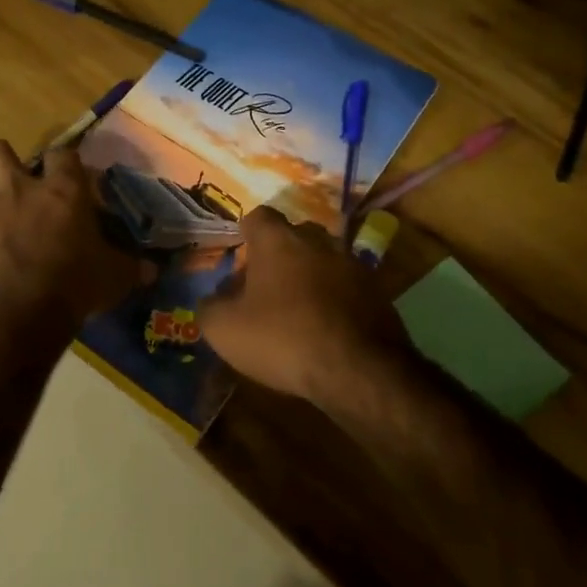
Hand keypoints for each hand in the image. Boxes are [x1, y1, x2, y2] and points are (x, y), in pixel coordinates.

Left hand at [0, 141, 152, 323]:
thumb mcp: (117, 275)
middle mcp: (16, 191)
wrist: (24, 310)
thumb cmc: (77, 283)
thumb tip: (156, 269)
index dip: (66, 162)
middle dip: (0, 162)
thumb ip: (133, 267)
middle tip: (12, 183)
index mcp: (61, 191)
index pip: (64, 154)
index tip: (71, 175)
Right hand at [198, 207, 412, 403]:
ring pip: (323, 260)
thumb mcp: (225, 329)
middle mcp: (318, 241)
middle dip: (279, 253)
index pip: (258, 217)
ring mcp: (352, 264)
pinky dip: (334, 299)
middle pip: (294, 235)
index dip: (247, 233)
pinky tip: (325, 328)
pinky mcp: (377, 292)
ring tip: (296, 309)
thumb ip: (210, 307)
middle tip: (265, 284)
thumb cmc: (283, 338)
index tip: (240, 254)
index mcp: (278, 240)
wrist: (359, 370)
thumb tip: (213, 299)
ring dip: (309, 276)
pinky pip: (346, 287)